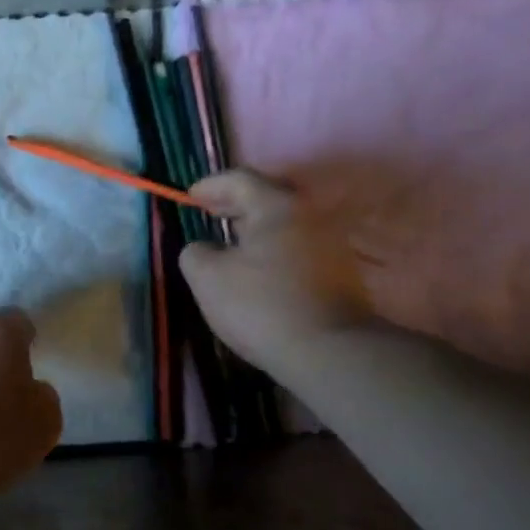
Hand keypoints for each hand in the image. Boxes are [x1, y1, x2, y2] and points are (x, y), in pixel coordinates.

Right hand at [179, 169, 369, 380]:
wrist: (328, 350)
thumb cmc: (260, 305)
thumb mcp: (207, 278)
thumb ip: (195, 253)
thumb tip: (203, 248)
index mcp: (276, 206)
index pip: (239, 179)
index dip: (210, 185)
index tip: (190, 196)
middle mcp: (309, 215)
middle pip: (267, 197)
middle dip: (234, 204)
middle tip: (209, 213)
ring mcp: (330, 243)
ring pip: (284, 224)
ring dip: (256, 229)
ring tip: (231, 244)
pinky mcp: (340, 272)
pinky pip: (298, 247)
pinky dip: (273, 250)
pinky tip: (259, 270)